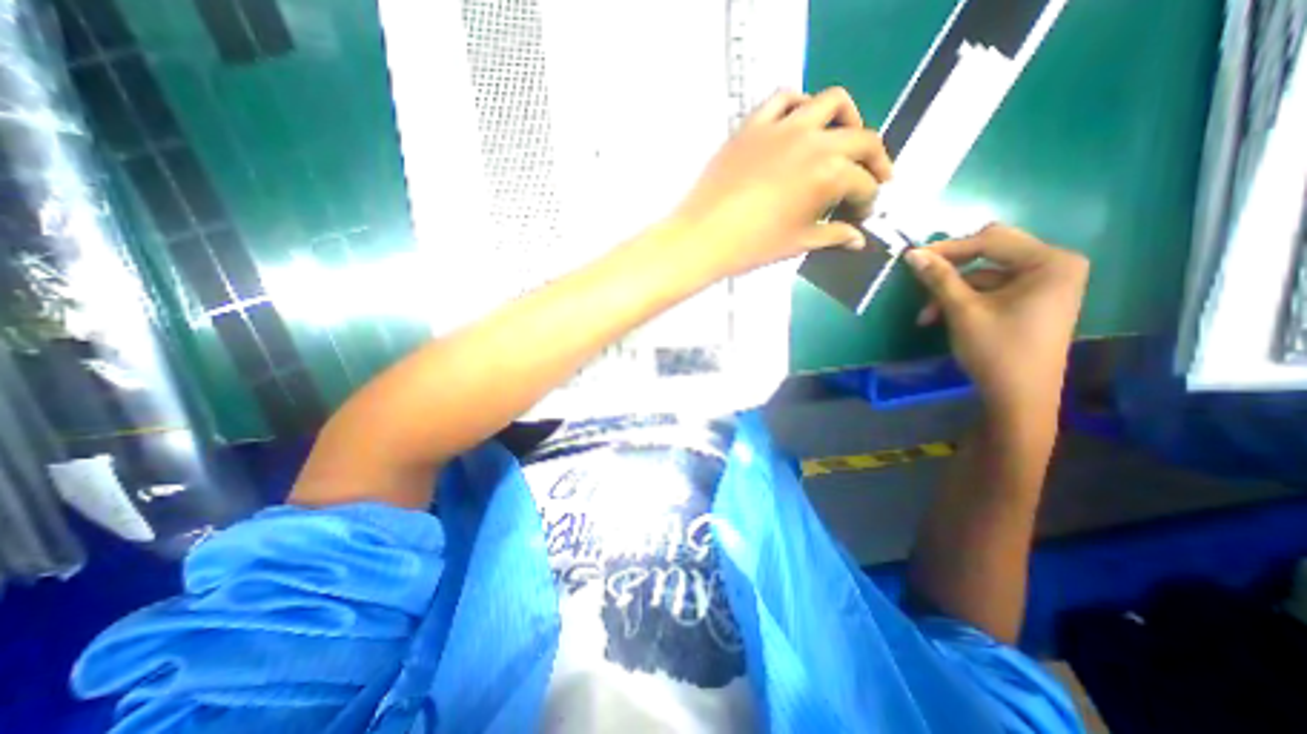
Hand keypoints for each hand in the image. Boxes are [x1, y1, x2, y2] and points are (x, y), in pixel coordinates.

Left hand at [669, 86, 893, 278]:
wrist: (703, 237)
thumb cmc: (752, 246)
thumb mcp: (798, 243)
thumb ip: (833, 236)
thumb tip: (857, 239)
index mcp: (828, 174)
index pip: (863, 184)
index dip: (868, 201)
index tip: (860, 214)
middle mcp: (813, 141)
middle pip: (861, 139)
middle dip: (874, 162)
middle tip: (871, 180)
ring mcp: (782, 127)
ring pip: (831, 103)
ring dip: (847, 120)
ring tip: (843, 141)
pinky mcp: (753, 124)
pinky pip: (783, 98)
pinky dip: (800, 105)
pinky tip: (800, 124)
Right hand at [907, 226, 1089, 423]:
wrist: (1020, 397)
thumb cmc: (997, 350)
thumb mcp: (963, 311)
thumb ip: (939, 278)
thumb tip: (912, 254)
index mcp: (1050, 262)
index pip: (991, 240)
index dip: (948, 248)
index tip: (911, 257)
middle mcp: (1055, 265)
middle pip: (991, 252)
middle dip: (952, 267)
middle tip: (921, 277)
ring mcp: (1045, 284)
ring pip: (986, 273)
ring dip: (952, 290)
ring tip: (926, 315)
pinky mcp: (1033, 300)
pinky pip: (993, 288)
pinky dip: (965, 299)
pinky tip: (942, 316)